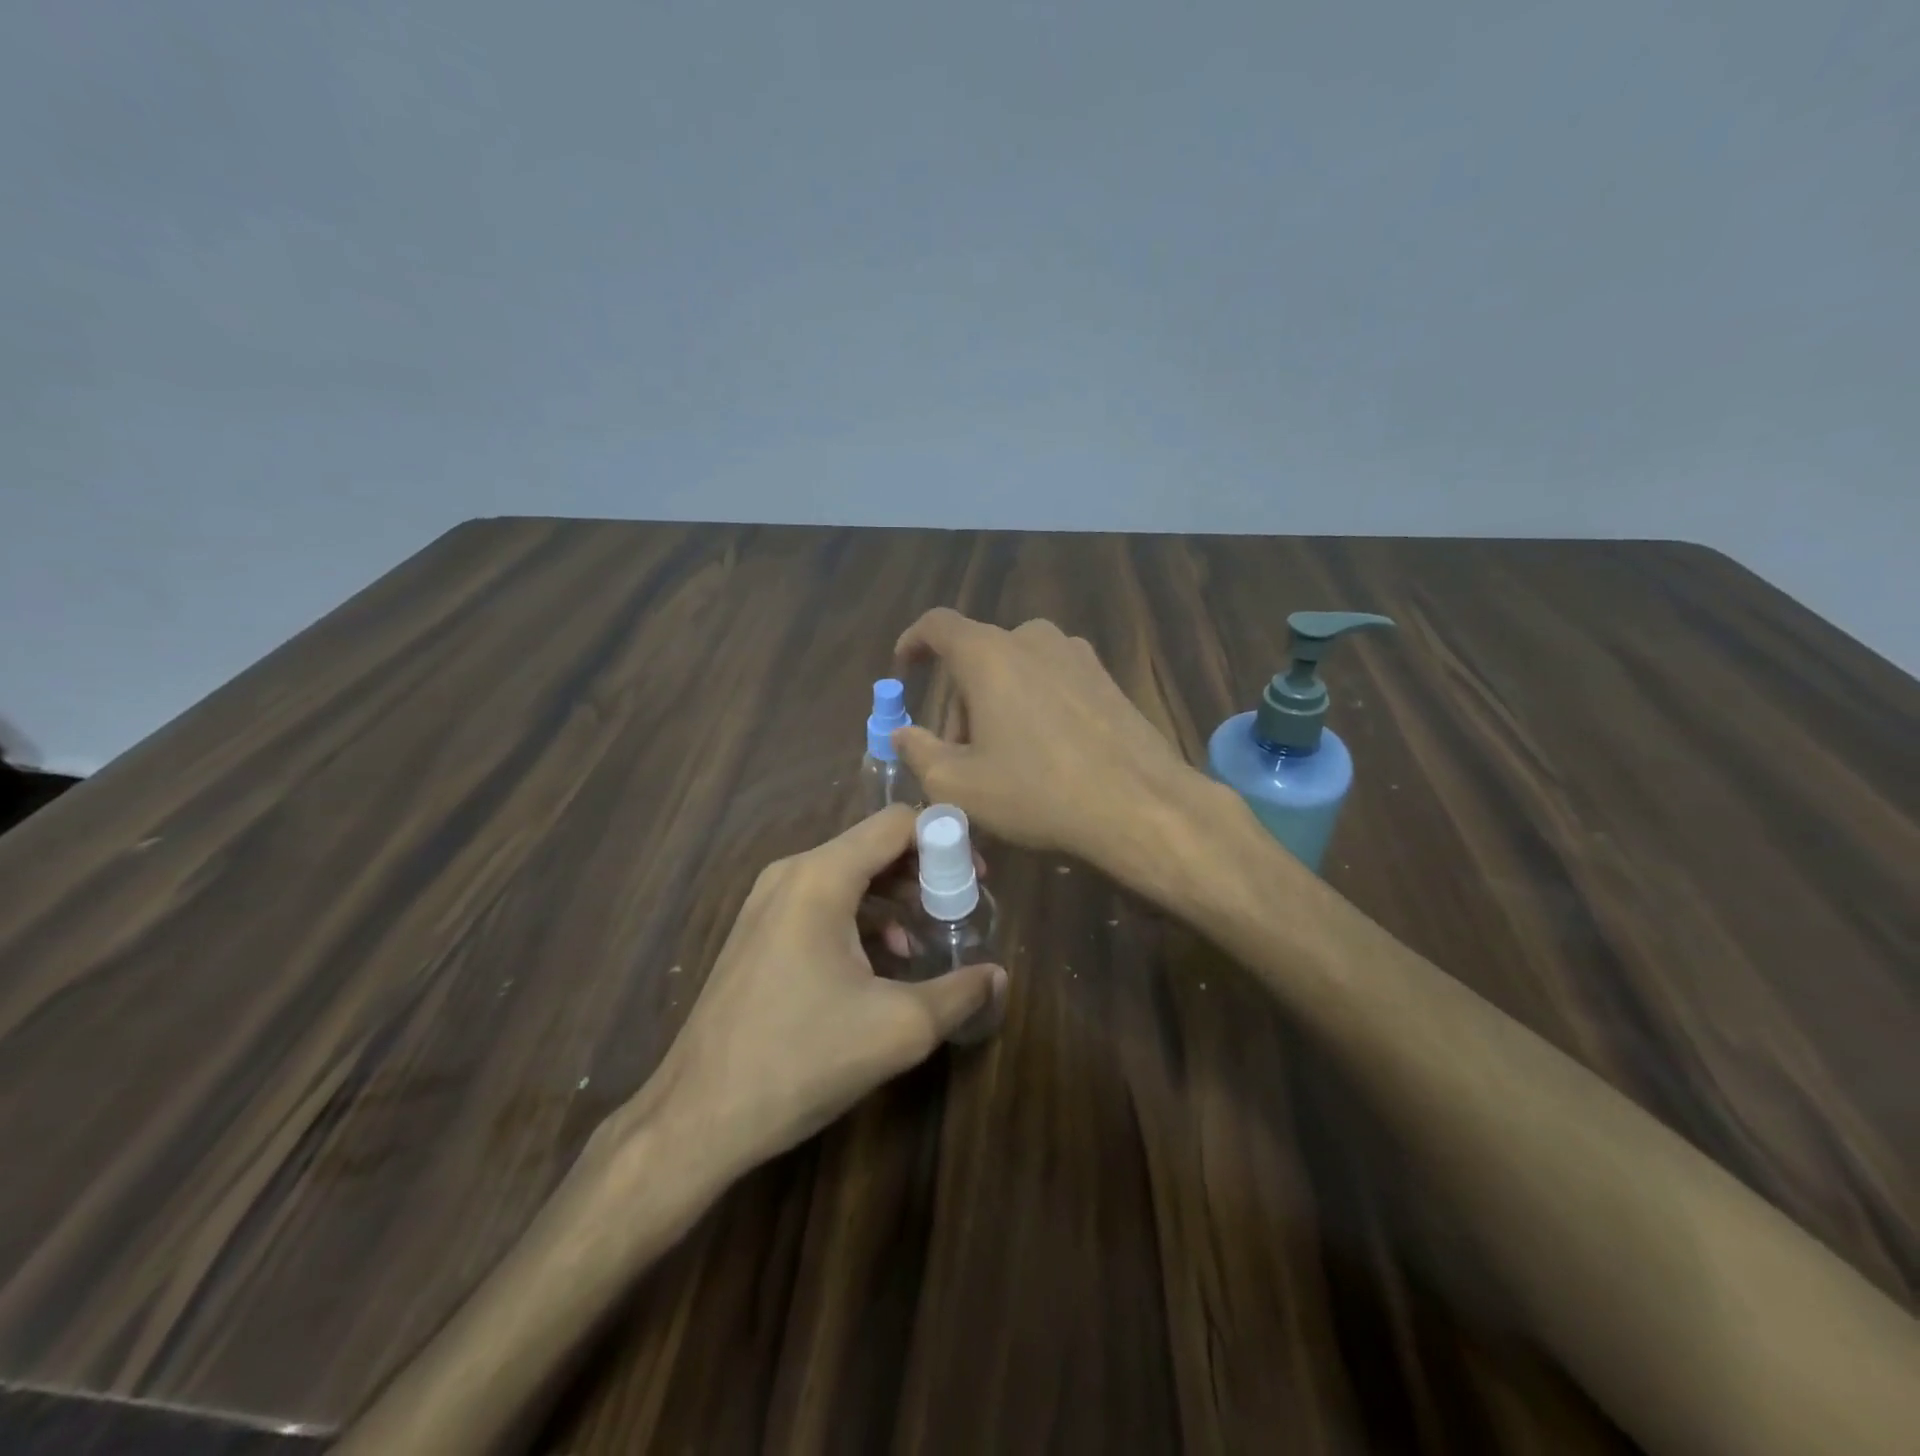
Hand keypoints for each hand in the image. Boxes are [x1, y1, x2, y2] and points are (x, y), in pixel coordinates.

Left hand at [612, 804, 1006, 1180]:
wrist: (697, 1117)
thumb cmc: (801, 1059)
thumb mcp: (899, 1029)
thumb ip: (960, 993)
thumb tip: (999, 976)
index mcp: (821, 876)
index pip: (897, 822)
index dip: (945, 840)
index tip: (975, 880)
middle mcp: (791, 873)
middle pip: (873, 845)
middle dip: (923, 872)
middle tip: (958, 909)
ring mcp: (767, 902)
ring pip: (848, 875)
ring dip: (894, 898)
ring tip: (925, 941)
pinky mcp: (759, 932)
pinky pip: (823, 902)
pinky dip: (862, 918)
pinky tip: (881, 964)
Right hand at [891, 609, 1208, 880]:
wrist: (1139, 804)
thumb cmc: (1037, 791)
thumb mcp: (959, 785)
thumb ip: (918, 752)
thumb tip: (902, 733)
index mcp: (989, 654)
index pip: (938, 625)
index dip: (914, 642)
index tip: (904, 667)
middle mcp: (1032, 639)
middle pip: (978, 658)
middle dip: (960, 702)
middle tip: (958, 755)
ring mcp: (1076, 655)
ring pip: (1016, 670)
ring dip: (997, 705)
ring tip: (1003, 759)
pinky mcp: (1106, 677)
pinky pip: (1051, 680)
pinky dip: (1033, 705)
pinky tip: (1045, 753)